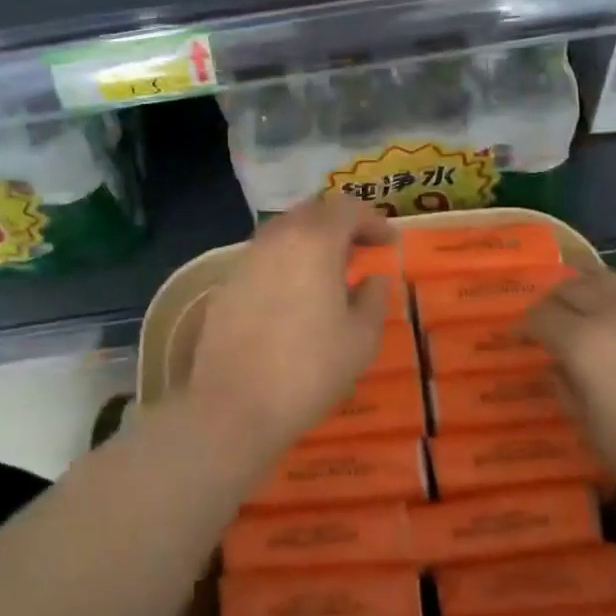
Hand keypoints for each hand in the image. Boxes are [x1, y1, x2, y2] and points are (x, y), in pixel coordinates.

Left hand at [188, 196, 394, 455]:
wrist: (234, 406)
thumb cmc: (309, 369)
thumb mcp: (361, 339)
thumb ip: (373, 299)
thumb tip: (374, 279)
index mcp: (314, 242)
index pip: (348, 210)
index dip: (373, 222)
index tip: (389, 244)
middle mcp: (276, 239)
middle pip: (312, 213)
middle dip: (339, 226)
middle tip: (359, 251)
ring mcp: (245, 260)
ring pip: (283, 234)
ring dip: (310, 244)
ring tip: (328, 274)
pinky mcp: (226, 286)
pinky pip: (263, 260)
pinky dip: (285, 265)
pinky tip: (294, 297)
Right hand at [526, 270, 615, 516]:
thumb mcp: (590, 427)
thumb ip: (565, 388)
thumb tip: (555, 366)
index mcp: (583, 342)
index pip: (540, 317)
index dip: (524, 326)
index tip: (520, 337)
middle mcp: (613, 313)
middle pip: (570, 288)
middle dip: (553, 302)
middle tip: (549, 320)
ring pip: (607, 277)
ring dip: (588, 287)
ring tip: (586, 304)